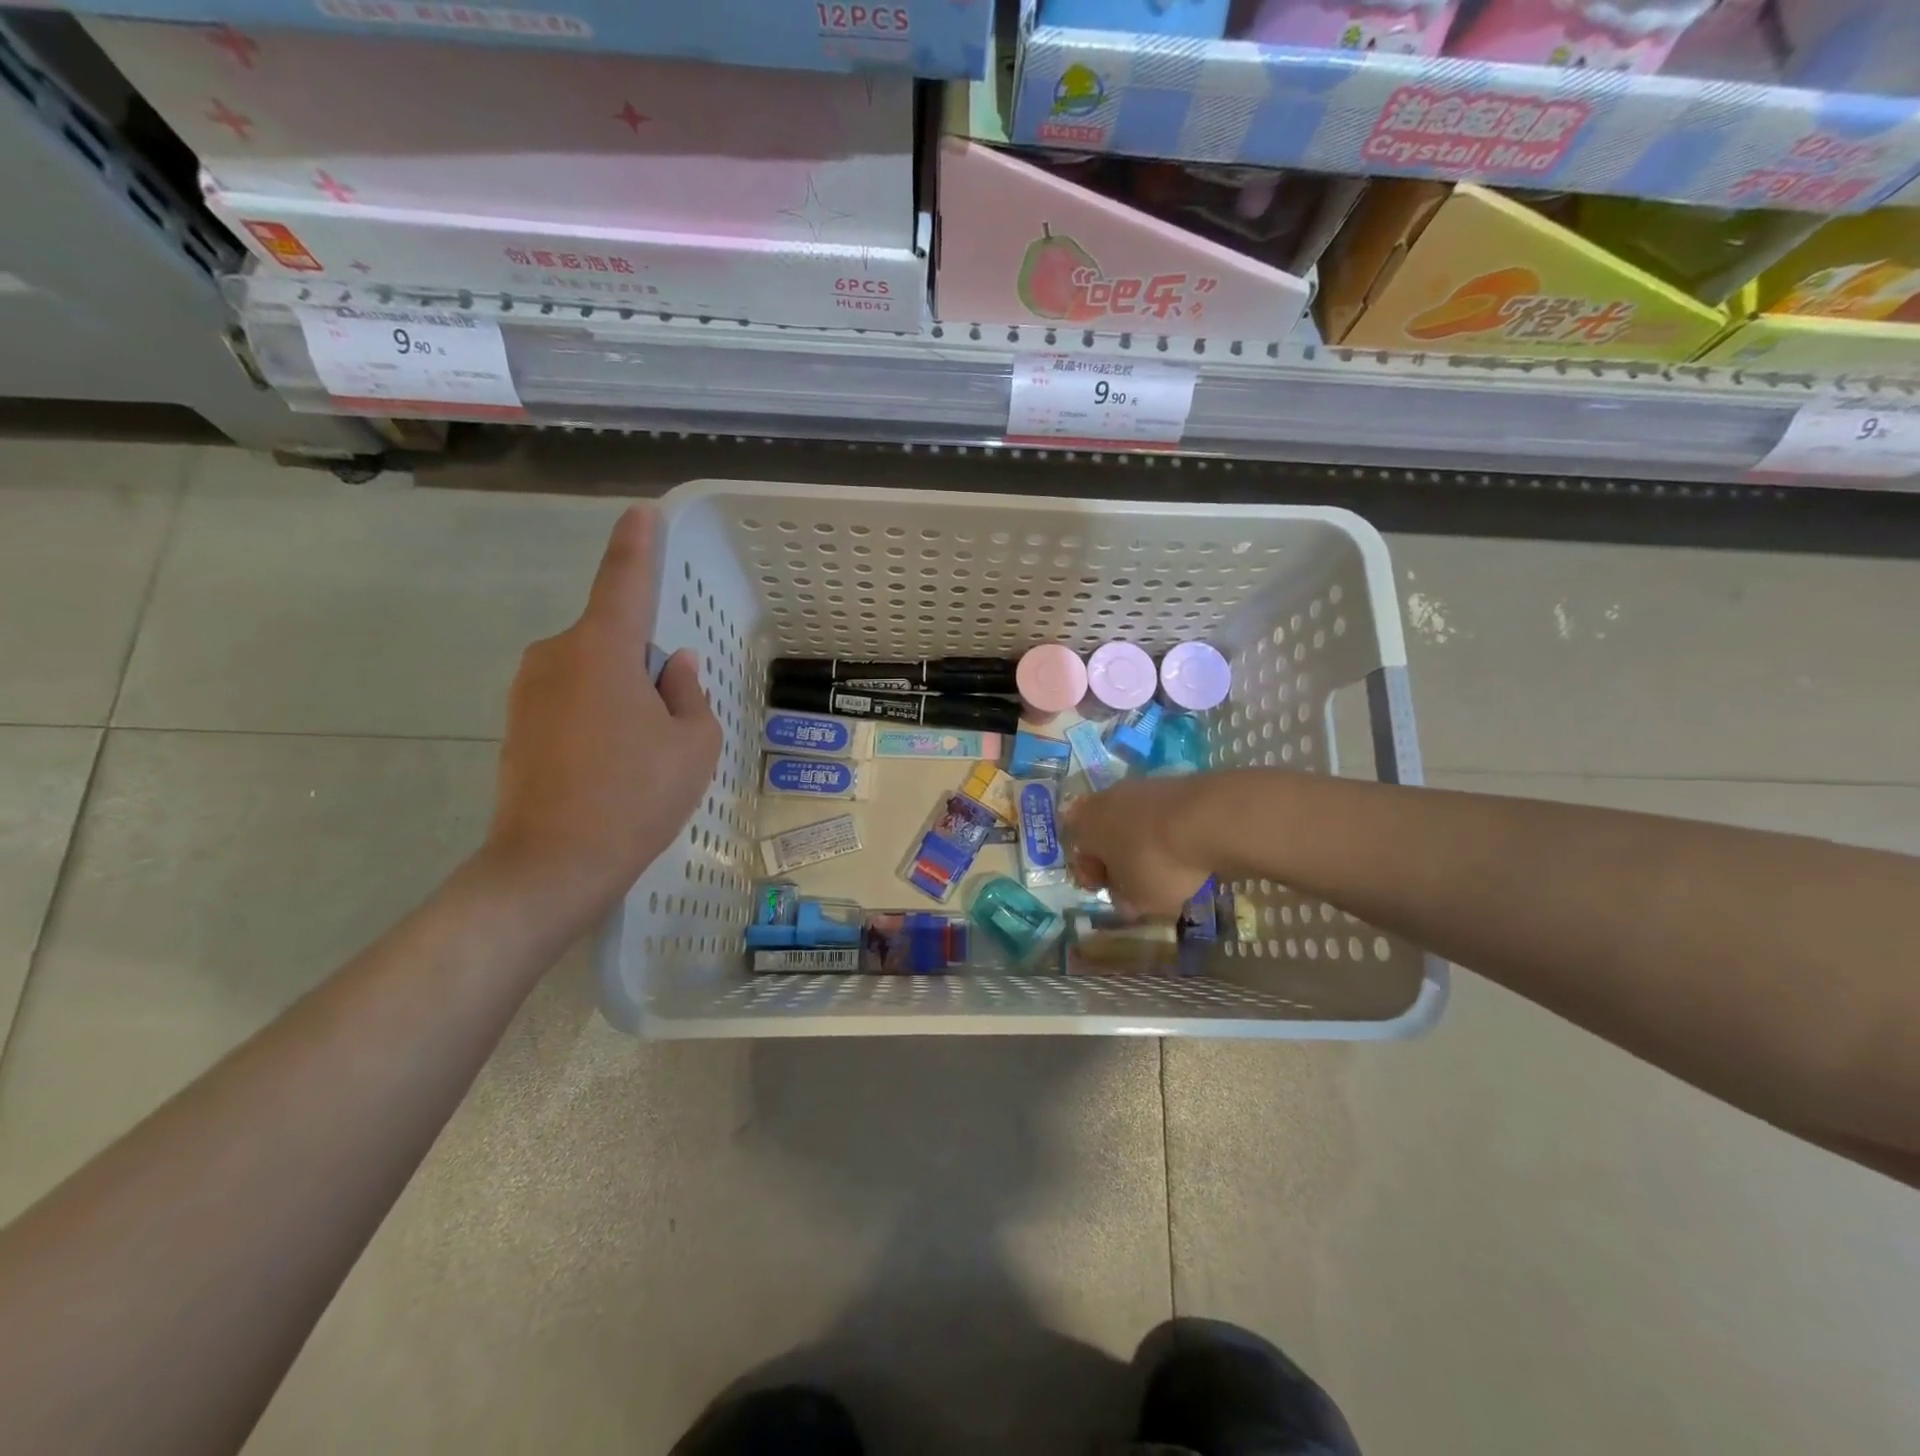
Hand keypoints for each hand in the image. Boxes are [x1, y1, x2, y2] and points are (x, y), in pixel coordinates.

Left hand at [482, 505, 720, 923]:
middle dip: (644, 664)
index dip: (636, 545)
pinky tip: (611, 766)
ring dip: (621, 694)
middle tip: (669, 720)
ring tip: (641, 754)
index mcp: (602, 650)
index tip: (641, 513)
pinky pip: (570, 700)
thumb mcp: (693, 744)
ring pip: (591, 673)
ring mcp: (527, 692)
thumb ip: (689, 694)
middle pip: (612, 639)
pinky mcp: (516, 726)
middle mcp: (555, 656)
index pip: (623, 581)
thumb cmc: (637, 795)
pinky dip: (597, 717)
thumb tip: (674, 667)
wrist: (552, 864)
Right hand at [1062, 774, 1214, 918]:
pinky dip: (1167, 832)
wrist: (1209, 819)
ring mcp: (1139, 786)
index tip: (1113, 892)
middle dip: (1118, 857)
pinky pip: (1160, 815)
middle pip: (1105, 832)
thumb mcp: (1137, 899)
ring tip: (1167, 867)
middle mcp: (1104, 798)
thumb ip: (1125, 900)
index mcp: (1084, 825)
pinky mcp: (1172, 782)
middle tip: (1136, 881)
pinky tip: (1186, 849)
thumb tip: (1125, 899)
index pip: (1078, 852)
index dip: (1093, 876)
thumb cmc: (1157, 862)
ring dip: (1143, 843)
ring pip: (1133, 821)